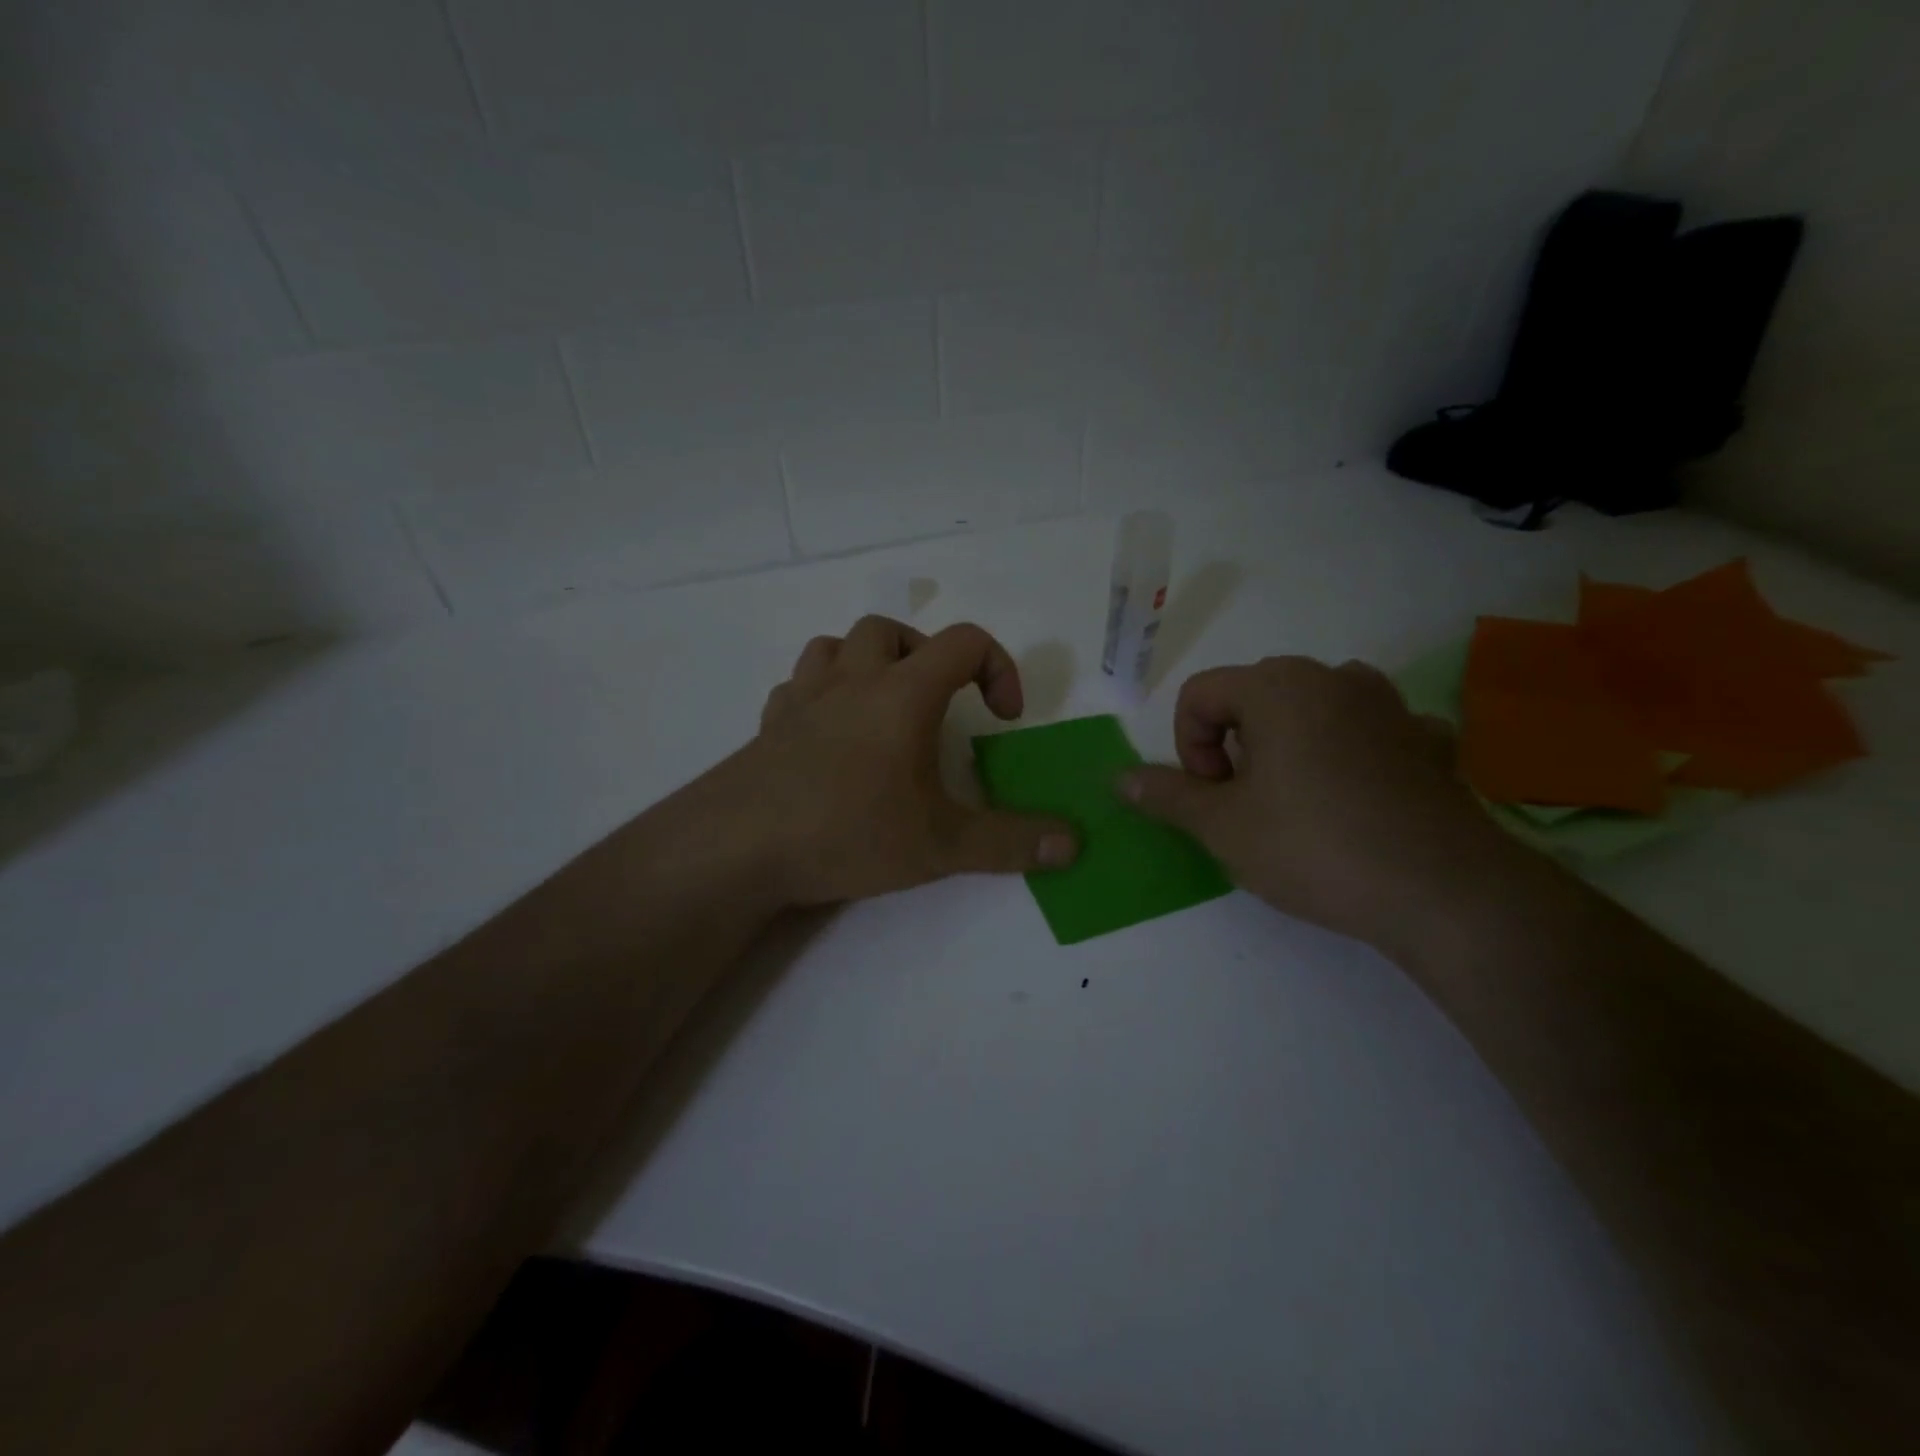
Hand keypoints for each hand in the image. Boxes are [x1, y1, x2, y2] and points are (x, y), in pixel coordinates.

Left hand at [716, 616, 1077, 907]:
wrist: (739, 846)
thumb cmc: (848, 832)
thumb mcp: (941, 845)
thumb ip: (1010, 843)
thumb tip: (1073, 845)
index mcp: (902, 694)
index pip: (965, 641)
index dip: (998, 667)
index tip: (1003, 717)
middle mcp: (852, 680)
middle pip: (892, 629)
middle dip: (927, 655)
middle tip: (939, 703)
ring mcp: (802, 698)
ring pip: (835, 645)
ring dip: (868, 663)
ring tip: (883, 707)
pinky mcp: (768, 725)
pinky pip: (797, 686)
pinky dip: (822, 694)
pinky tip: (829, 734)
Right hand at [1119, 656, 1508, 953]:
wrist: (1442, 891)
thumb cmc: (1313, 846)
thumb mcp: (1222, 826)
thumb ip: (1166, 795)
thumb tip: (1120, 778)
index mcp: (1277, 686)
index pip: (1200, 694)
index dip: (1188, 746)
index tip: (1212, 795)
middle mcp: (1333, 678)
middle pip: (1253, 694)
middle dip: (1234, 743)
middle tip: (1245, 801)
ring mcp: (1389, 705)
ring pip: (1313, 707)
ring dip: (1289, 742)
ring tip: (1296, 797)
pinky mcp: (1430, 740)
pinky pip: (1371, 729)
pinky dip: (1350, 751)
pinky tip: (1358, 795)